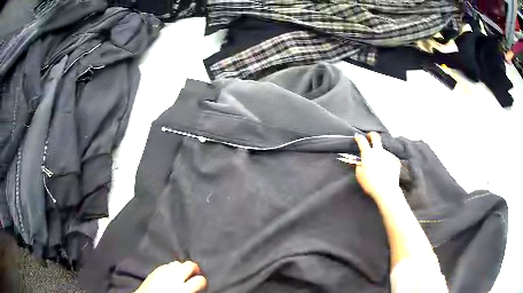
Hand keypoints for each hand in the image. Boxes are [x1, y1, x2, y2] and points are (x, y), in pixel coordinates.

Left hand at [135, 261, 206, 292]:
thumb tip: (196, 287)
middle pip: (189, 265)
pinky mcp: (155, 269)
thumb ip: (190, 290)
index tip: (202, 284)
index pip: (200, 280)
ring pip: (177, 263)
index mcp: (183, 288)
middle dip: (195, 269)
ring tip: (182, 274)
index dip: (203, 281)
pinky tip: (170, 274)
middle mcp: (175, 276)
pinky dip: (171, 268)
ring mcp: (164, 271)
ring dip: (182, 268)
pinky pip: (167, 265)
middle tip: (195, 274)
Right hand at [354, 132, 400, 203]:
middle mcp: (379, 151)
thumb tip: (359, 160)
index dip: (358, 138)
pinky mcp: (395, 160)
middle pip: (376, 137)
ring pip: (383, 151)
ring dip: (380, 154)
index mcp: (368, 154)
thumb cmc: (370, 183)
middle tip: (370, 137)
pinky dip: (387, 162)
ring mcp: (388, 155)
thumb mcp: (359, 174)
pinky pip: (389, 158)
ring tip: (379, 165)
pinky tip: (386, 170)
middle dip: (371, 135)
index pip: (362, 141)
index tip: (357, 137)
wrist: (386, 190)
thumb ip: (359, 165)